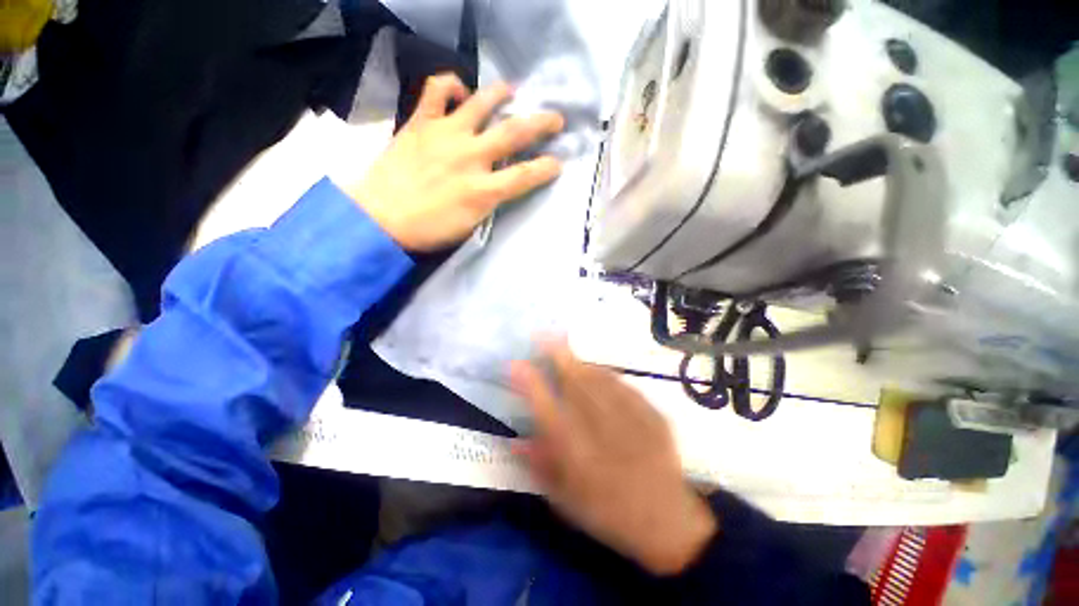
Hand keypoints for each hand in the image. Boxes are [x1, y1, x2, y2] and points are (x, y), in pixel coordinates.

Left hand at [344, 74, 564, 250]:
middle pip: (514, 133)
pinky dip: (451, 84)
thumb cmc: (428, 229)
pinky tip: (459, 91)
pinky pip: (437, 91)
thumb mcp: (470, 225)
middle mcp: (470, 157)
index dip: (547, 168)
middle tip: (556, 119)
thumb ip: (489, 202)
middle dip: (541, 124)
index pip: (526, 176)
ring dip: (501, 94)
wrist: (380, 217)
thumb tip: (500, 185)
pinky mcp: (421, 123)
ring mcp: (446, 135)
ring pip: (481, 103)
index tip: (558, 163)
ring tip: (511, 90)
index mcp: (483, 190)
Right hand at [510, 341, 717, 575]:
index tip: (515, 364)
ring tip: (566, 347)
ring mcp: (632, 421)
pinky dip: (607, 375)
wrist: (668, 522)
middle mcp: (604, 433)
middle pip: (576, 385)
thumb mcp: (566, 502)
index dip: (530, 384)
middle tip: (544, 335)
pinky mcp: (654, 416)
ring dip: (580, 361)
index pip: (547, 411)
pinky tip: (598, 369)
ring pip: (600, 380)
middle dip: (558, 356)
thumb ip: (540, 467)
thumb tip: (515, 441)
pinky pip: (625, 386)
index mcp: (579, 458)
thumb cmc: (609, 514)